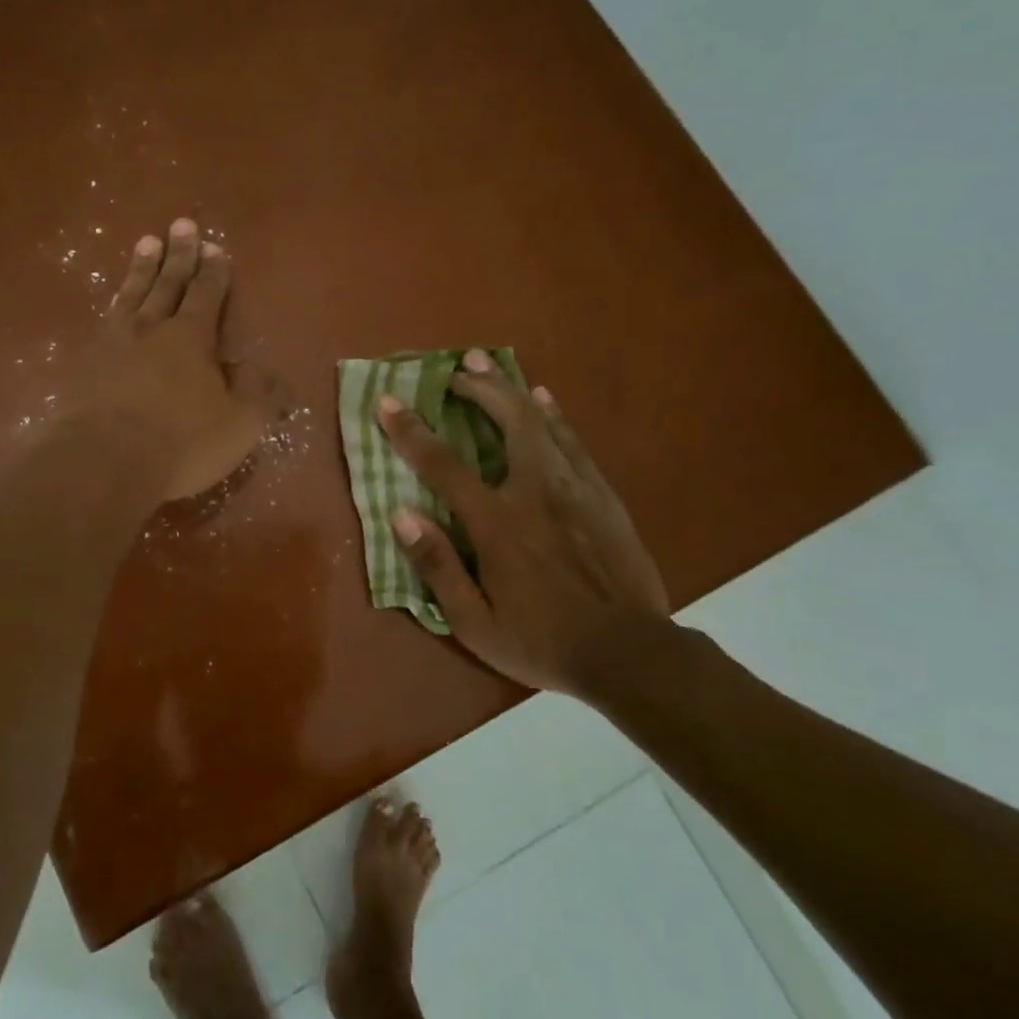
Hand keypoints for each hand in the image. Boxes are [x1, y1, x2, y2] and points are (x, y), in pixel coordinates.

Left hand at [71, 219, 268, 501]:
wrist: (102, 461)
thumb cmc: (181, 443)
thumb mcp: (238, 424)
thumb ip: (256, 394)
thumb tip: (261, 369)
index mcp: (191, 338)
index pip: (207, 294)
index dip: (213, 271)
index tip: (214, 247)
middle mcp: (151, 328)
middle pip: (168, 283)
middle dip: (179, 254)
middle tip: (181, 225)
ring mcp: (112, 343)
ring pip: (132, 294)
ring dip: (142, 268)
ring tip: (147, 242)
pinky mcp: (84, 363)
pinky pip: (104, 320)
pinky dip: (113, 303)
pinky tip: (113, 301)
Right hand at [378, 350, 670, 696]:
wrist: (631, 654)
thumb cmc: (543, 642)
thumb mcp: (474, 623)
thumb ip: (436, 566)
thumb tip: (401, 515)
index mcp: (497, 523)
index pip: (442, 465)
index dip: (410, 430)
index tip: (387, 402)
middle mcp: (534, 492)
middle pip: (506, 421)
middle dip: (477, 388)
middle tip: (456, 369)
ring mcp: (574, 489)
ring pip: (541, 422)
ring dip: (511, 389)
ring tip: (489, 364)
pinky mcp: (603, 495)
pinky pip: (572, 441)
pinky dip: (553, 415)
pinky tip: (543, 399)